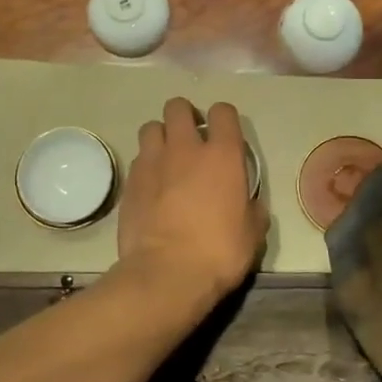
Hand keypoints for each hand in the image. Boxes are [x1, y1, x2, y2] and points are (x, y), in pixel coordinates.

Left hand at [117, 99, 267, 312]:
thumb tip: (249, 205)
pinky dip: (146, 165)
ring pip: (151, 127)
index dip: (223, 118)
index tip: (224, 135)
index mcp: (222, 155)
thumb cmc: (218, 252)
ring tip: (167, 158)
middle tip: (190, 139)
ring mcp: (153, 162)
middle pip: (178, 107)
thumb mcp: (252, 233)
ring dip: (160, 137)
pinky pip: (138, 159)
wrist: (167, 274)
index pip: (223, 112)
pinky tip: (152, 185)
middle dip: (184, 116)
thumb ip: (252, 209)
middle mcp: (185, 148)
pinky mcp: (130, 181)